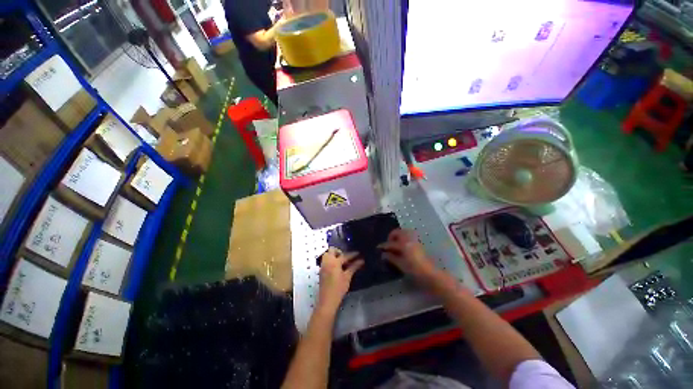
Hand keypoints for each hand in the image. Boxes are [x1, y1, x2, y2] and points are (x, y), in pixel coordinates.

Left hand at [317, 248, 363, 312]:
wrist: (327, 301)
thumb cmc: (338, 289)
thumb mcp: (347, 277)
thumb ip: (354, 267)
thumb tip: (361, 260)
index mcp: (334, 262)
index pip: (344, 255)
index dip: (352, 254)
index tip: (359, 253)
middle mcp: (327, 261)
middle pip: (332, 250)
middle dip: (339, 251)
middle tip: (346, 257)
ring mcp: (323, 266)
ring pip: (327, 254)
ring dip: (334, 255)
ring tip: (342, 262)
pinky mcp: (321, 271)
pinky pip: (325, 260)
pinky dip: (331, 260)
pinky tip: (337, 267)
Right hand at [378, 229, 438, 284]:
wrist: (429, 273)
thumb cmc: (413, 269)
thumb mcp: (400, 264)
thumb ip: (391, 258)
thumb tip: (383, 254)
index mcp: (403, 244)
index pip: (391, 243)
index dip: (384, 245)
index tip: (378, 247)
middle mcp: (408, 239)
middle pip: (397, 232)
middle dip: (391, 236)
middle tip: (388, 244)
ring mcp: (414, 239)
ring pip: (403, 232)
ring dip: (397, 236)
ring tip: (394, 244)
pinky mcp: (418, 242)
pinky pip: (408, 235)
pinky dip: (403, 237)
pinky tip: (401, 246)